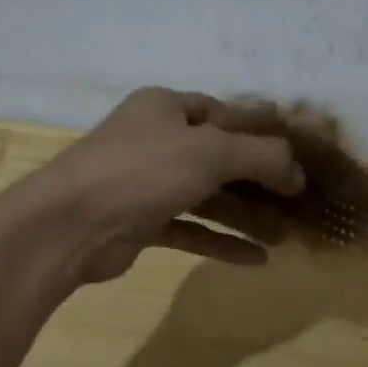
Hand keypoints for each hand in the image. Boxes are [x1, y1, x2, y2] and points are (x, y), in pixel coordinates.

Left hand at [11, 88, 305, 284]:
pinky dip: (220, 241)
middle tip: (297, 195)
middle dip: (258, 177)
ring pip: (205, 196)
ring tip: (285, 232)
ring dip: (244, 213)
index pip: (222, 112)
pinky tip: (257, 259)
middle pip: (217, 156)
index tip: (296, 150)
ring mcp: (145, 184)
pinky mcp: (140, 223)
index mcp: (165, 108)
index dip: (260, 129)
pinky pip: (189, 229)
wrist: (70, 225)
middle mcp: (154, 141)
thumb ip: (262, 155)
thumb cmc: (142, 172)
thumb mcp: (210, 151)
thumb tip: (298, 172)